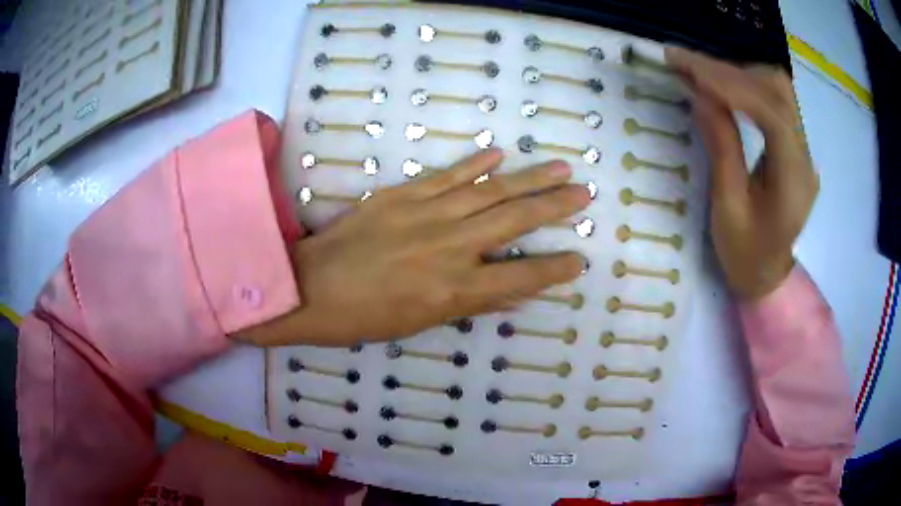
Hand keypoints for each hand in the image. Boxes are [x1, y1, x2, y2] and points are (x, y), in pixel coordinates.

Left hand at [242, 149, 590, 345]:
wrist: (310, 287)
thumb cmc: (364, 318)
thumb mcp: (420, 324)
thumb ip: (471, 304)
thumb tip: (512, 293)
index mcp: (452, 290)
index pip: (519, 278)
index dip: (553, 270)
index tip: (579, 259)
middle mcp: (448, 248)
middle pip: (513, 222)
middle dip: (554, 207)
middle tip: (583, 193)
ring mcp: (425, 215)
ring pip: (488, 192)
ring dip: (527, 178)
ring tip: (559, 167)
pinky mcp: (402, 195)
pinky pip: (446, 176)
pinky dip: (474, 163)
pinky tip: (498, 153)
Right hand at [666, 47, 817, 299]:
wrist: (767, 274)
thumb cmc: (745, 253)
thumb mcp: (728, 207)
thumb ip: (722, 148)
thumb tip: (701, 96)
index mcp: (794, 180)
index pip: (772, 113)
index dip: (732, 86)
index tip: (691, 72)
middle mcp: (804, 156)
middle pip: (778, 91)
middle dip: (731, 71)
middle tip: (687, 64)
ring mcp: (802, 148)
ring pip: (777, 89)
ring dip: (738, 73)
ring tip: (701, 73)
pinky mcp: (794, 145)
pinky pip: (774, 101)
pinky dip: (745, 85)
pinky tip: (722, 87)